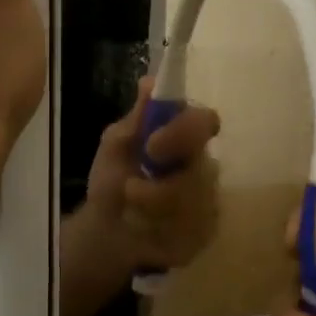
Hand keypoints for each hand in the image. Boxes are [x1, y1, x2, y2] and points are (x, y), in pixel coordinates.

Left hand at [84, 78, 222, 271]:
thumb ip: (136, 118)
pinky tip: (145, 232)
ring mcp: (209, 201)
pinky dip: (158, 234)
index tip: (152, 146)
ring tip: (130, 213)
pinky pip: (191, 233)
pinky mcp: (205, 233)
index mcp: (185, 137)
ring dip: (151, 211)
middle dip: (158, 188)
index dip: (184, 132)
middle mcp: (204, 165)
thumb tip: (150, 81)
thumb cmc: (113, 179)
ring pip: (193, 207)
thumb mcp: (116, 144)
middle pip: (200, 172)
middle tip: (129, 190)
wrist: (106, 229)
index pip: (206, 122)